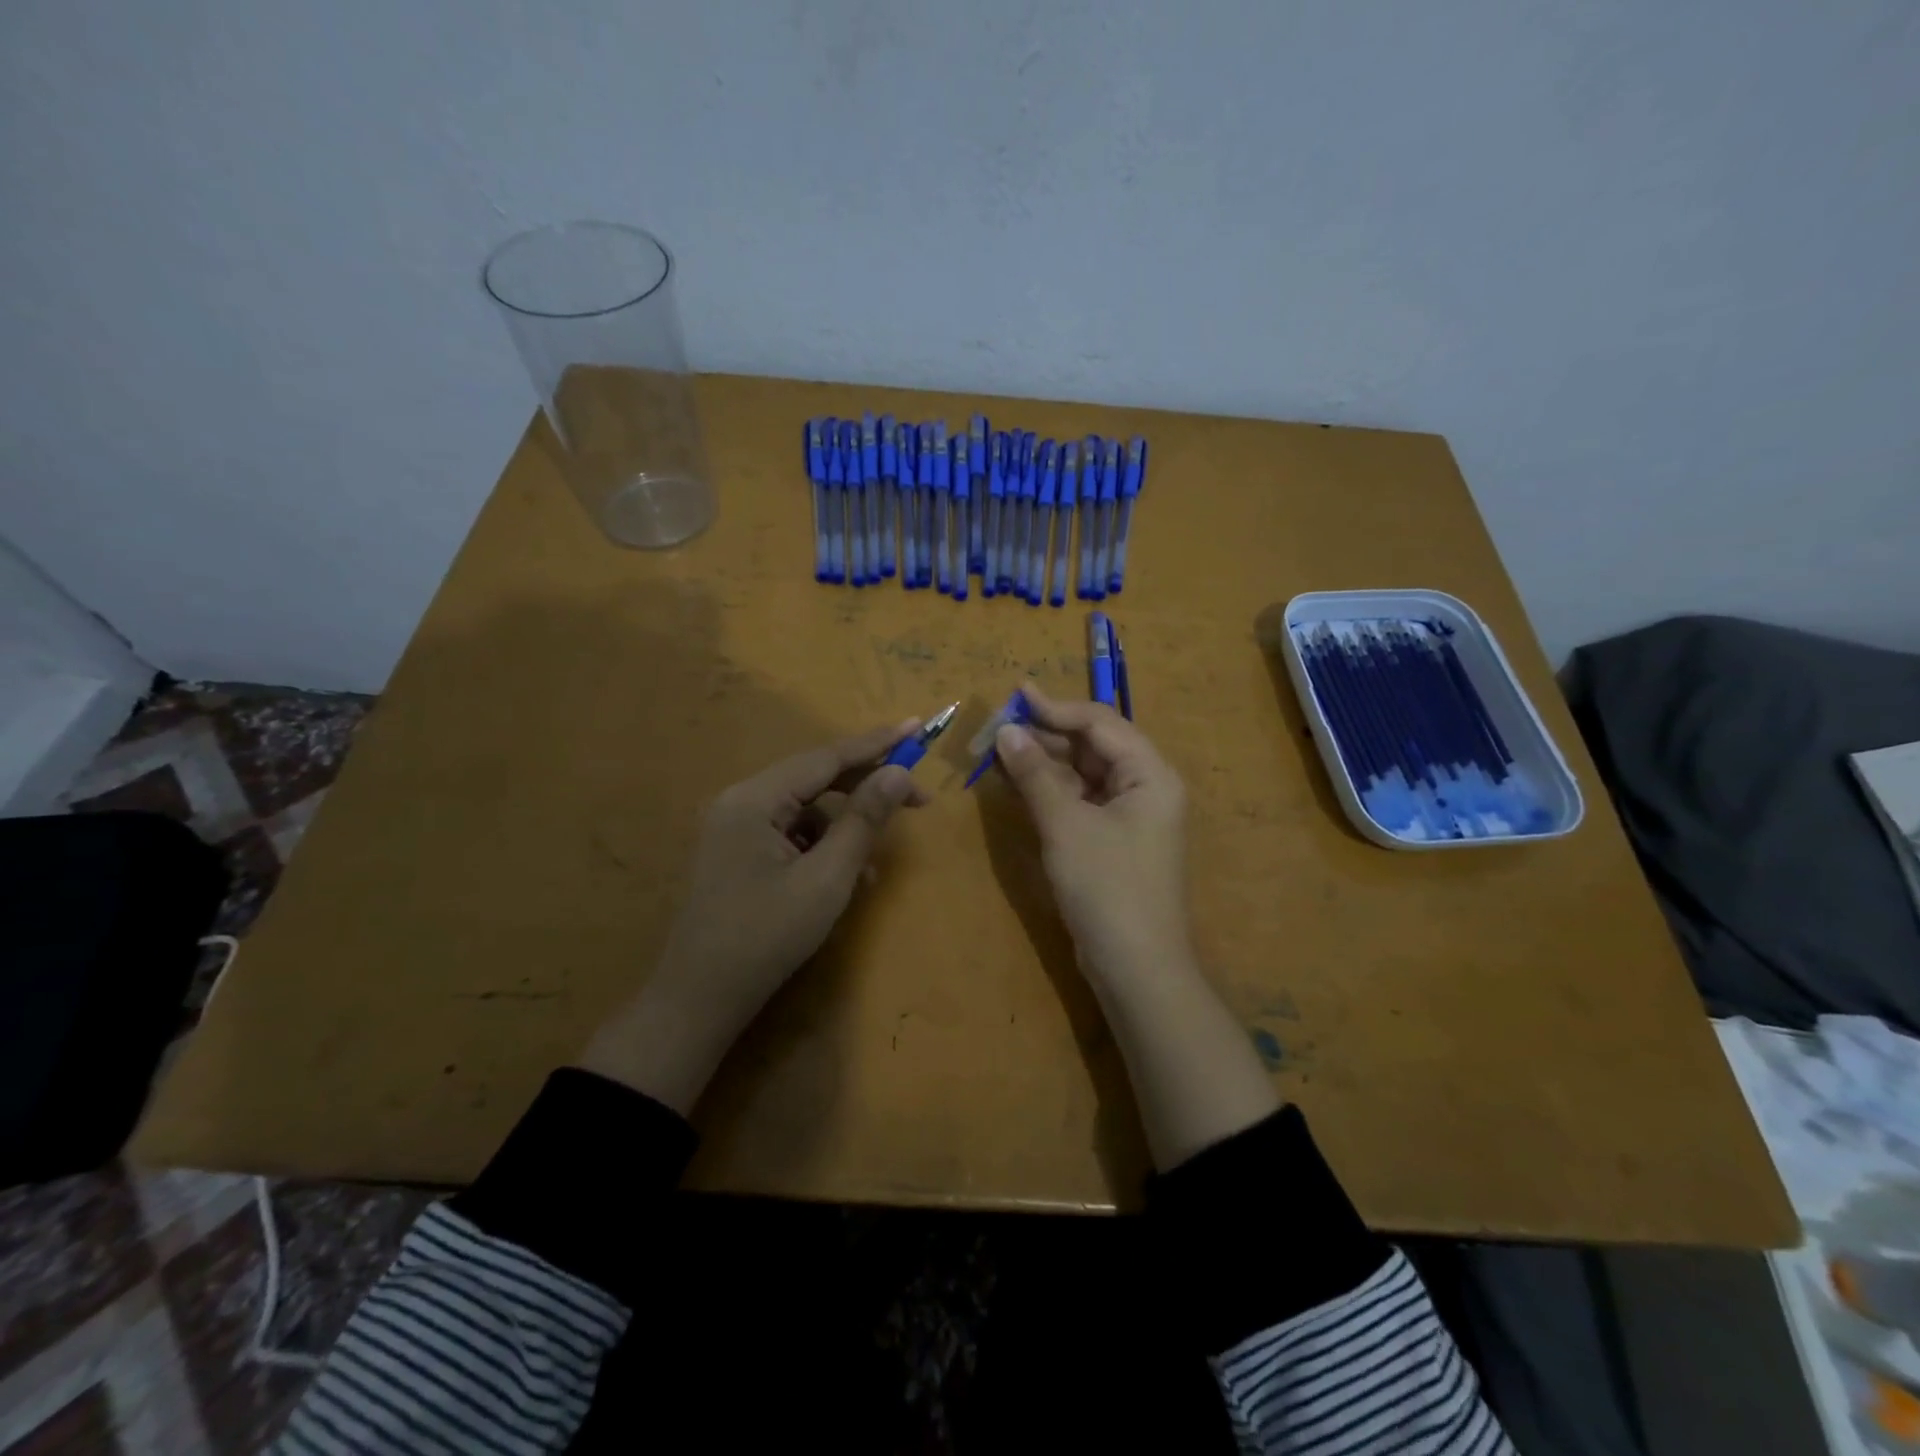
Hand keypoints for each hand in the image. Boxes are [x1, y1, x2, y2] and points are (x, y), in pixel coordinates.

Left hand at [580, 720, 926, 1110]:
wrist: (699, 1001)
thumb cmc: (766, 937)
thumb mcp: (827, 878)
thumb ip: (864, 820)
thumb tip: (899, 773)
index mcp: (755, 799)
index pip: (826, 757)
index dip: (876, 743)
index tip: (918, 727)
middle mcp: (741, 802)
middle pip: (815, 779)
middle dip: (866, 789)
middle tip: (917, 800)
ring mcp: (735, 829)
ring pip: (806, 810)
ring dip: (845, 828)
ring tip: (872, 867)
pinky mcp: (738, 854)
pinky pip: (791, 835)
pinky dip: (822, 849)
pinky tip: (842, 879)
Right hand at [992, 684, 1191, 984]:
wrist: (1136, 968)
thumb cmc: (1107, 887)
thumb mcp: (1066, 825)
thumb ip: (1035, 773)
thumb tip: (1006, 730)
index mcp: (1150, 774)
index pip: (1100, 723)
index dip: (1056, 708)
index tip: (1015, 695)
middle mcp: (1145, 787)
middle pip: (1093, 746)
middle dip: (1046, 735)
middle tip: (999, 728)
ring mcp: (1130, 816)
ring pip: (1083, 774)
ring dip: (1044, 762)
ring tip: (999, 751)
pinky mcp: (1113, 841)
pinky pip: (1080, 801)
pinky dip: (1050, 791)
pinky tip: (1017, 783)